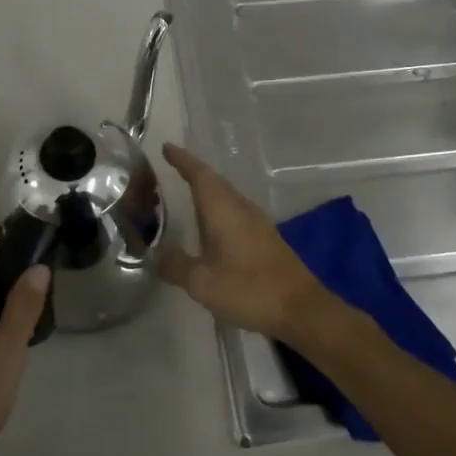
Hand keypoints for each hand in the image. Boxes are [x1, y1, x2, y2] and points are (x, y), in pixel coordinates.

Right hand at [156, 143, 330, 342]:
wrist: (300, 309)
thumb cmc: (249, 289)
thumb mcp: (202, 282)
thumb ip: (176, 265)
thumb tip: (154, 254)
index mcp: (223, 209)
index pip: (199, 174)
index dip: (182, 160)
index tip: (166, 147)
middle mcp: (240, 207)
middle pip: (214, 181)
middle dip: (193, 172)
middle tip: (171, 168)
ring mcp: (257, 221)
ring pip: (226, 196)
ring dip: (207, 190)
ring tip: (187, 193)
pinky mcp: (265, 237)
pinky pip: (235, 211)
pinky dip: (218, 209)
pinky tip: (212, 225)